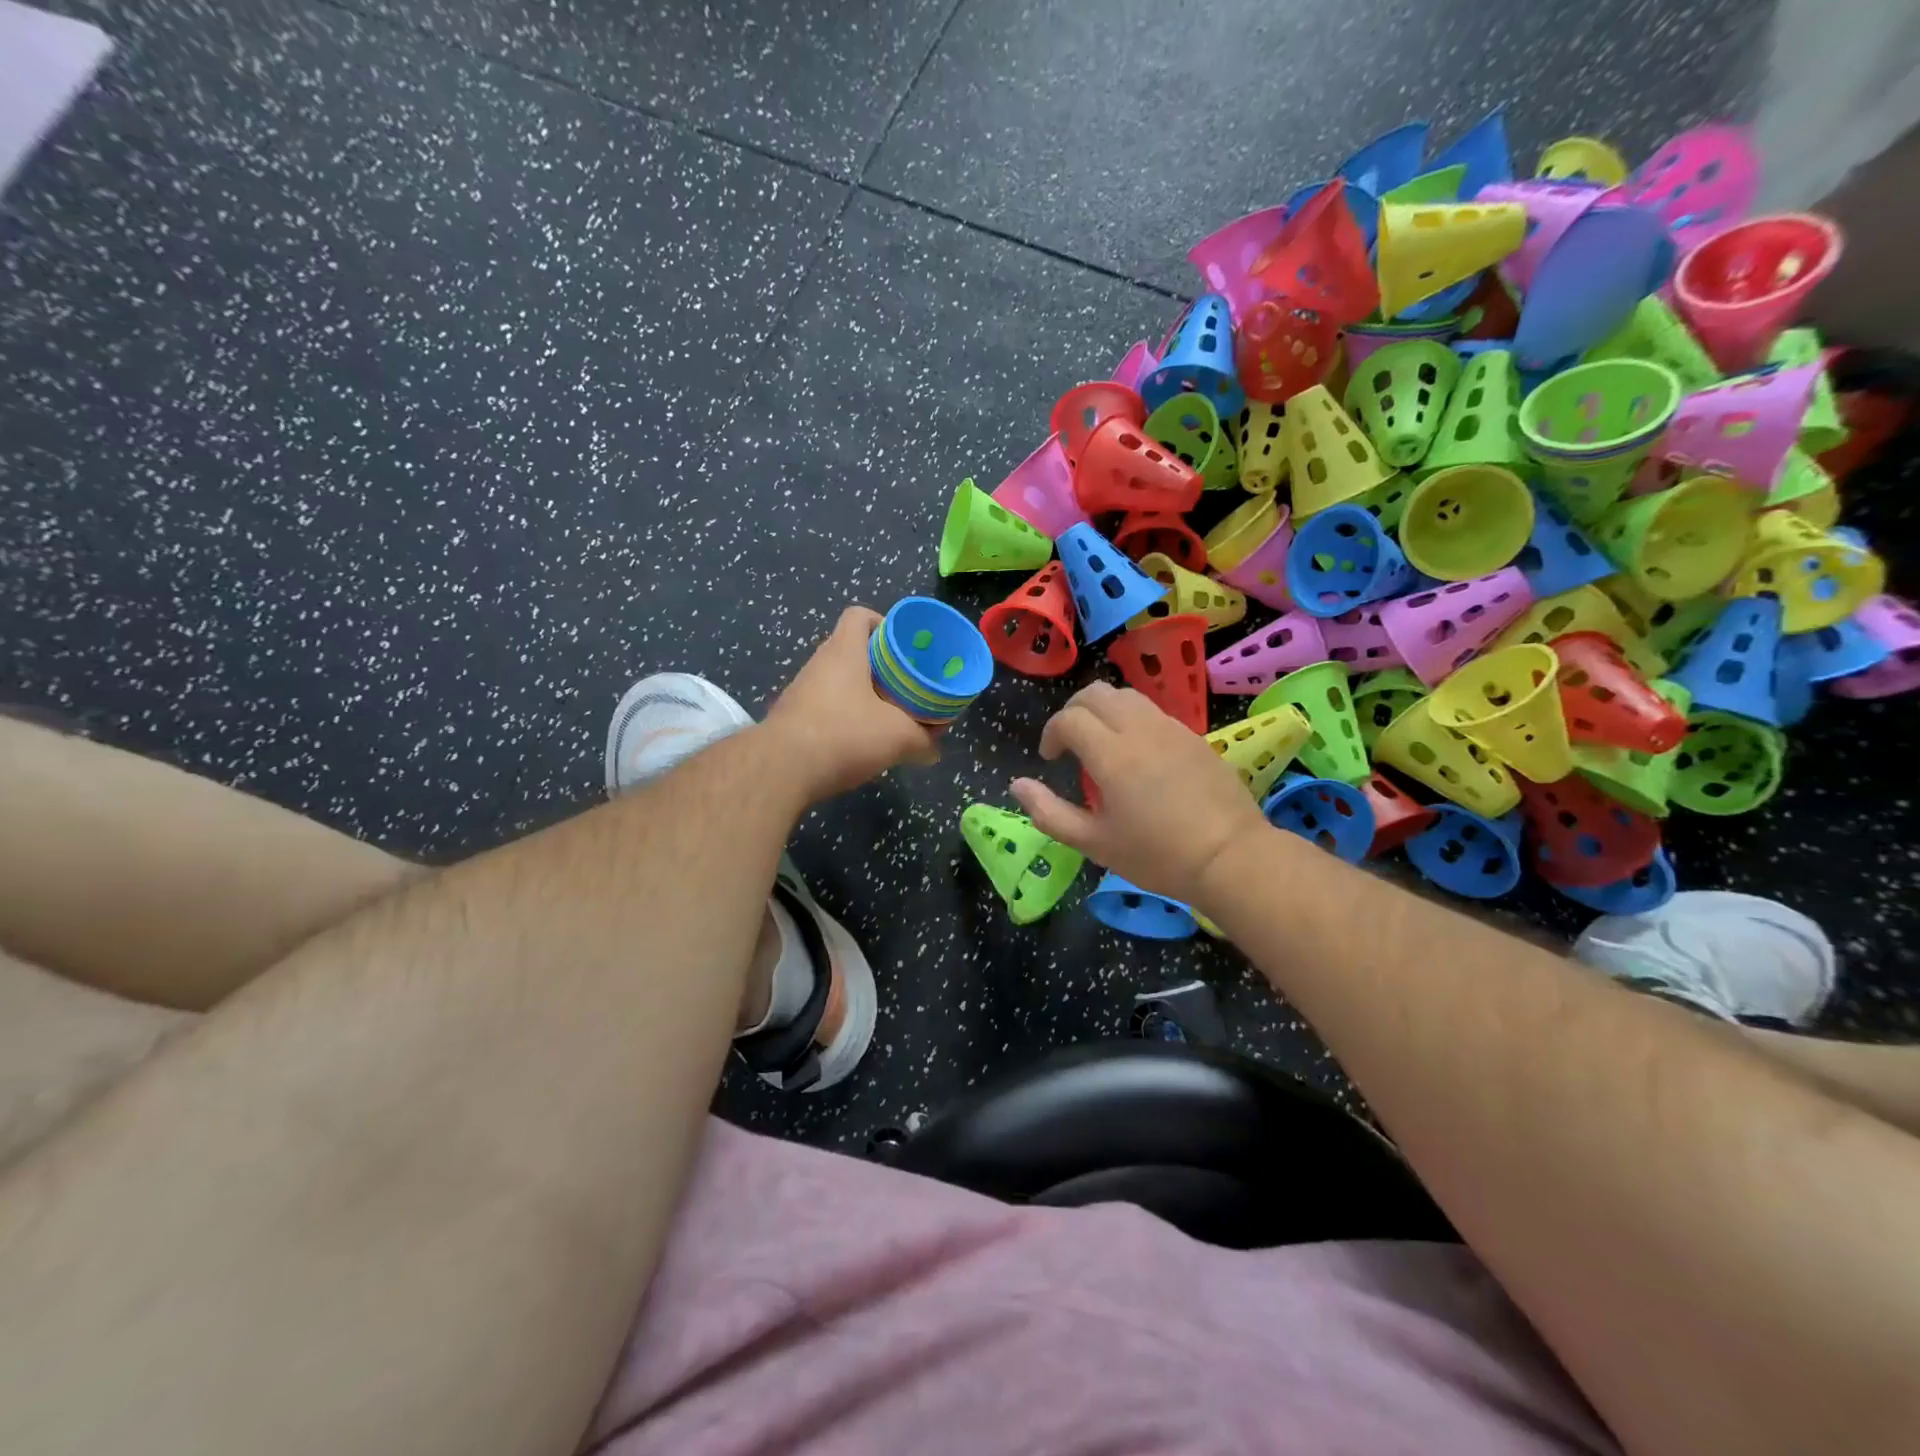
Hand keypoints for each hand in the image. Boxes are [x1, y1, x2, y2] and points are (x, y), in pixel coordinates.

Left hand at [765, 606, 941, 803]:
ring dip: (861, 694)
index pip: (859, 615)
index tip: (903, 646)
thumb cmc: (844, 735)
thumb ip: (923, 740)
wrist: (781, 770)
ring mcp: (801, 691)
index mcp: (844, 651)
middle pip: (851, 650)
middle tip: (904, 685)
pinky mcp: (792, 718)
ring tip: (887, 715)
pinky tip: (859, 741)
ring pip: (838, 681)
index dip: (882, 623)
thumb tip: (934, 750)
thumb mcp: (898, 738)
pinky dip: (843, 717)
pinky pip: (824, 707)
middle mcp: (819, 663)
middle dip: (880, 666)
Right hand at [1011, 683, 1268, 906]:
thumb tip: (1018, 786)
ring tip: (1101, 743)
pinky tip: (1137, 753)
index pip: (1069, 718)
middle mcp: (1140, 729)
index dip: (1051, 733)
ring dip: (1103, 710)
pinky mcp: (1193, 736)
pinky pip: (1153, 711)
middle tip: (1069, 742)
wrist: (1230, 857)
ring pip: (1126, 696)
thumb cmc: (1157, 855)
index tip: (1050, 759)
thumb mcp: (1094, 843)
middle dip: (1073, 711)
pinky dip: (1132, 719)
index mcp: (1111, 754)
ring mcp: (1171, 728)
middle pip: (1095, 693)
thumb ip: (1049, 813)